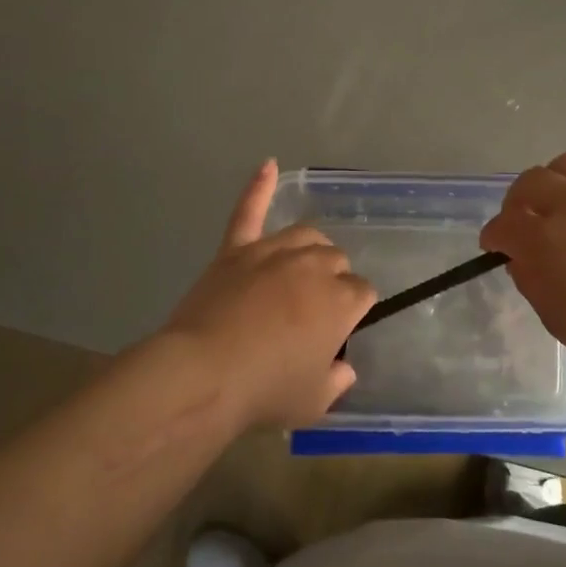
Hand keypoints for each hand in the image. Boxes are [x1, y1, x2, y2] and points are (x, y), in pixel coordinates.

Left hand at [164, 160, 375, 428]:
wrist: (204, 374)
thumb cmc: (265, 391)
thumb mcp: (315, 401)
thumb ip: (338, 379)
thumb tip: (344, 366)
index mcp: (340, 301)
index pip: (362, 293)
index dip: (353, 311)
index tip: (338, 330)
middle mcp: (313, 266)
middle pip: (336, 261)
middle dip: (333, 282)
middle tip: (312, 313)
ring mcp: (272, 252)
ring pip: (306, 236)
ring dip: (311, 250)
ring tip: (302, 270)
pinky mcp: (236, 250)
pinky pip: (249, 211)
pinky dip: (259, 187)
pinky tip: (269, 165)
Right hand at [480, 153, 565, 380]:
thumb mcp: (553, 315)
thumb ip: (529, 278)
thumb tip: (520, 256)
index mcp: (548, 240)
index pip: (505, 224)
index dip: (494, 235)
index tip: (495, 245)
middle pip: (531, 181)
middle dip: (517, 202)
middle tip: (522, 221)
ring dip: (553, 182)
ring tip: (559, 203)